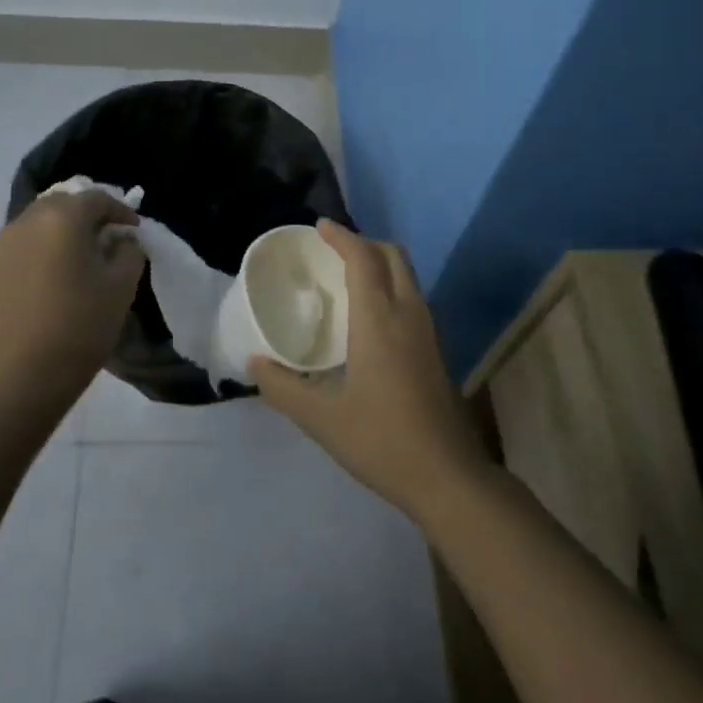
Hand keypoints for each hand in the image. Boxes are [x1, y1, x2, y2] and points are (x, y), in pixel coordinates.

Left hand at [0, 190, 144, 421]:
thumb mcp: (122, 285)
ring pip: (42, 220)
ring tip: (85, 253)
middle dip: (90, 214)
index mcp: (63, 217)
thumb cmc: (81, 324)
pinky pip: (27, 241)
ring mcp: (7, 244)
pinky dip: (47, 245)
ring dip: (65, 228)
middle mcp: (29, 220)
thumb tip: (121, 239)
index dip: (121, 210)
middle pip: (65, 202)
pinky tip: (60, 271)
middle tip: (110, 236)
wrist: (25, 375)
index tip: (135, 231)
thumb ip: (129, 250)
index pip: (97, 198)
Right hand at [251, 221, 491, 521]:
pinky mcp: (436, 348)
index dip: (342, 236)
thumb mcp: (322, 419)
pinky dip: (390, 285)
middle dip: (364, 243)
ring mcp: (427, 330)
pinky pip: (411, 296)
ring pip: (407, 275)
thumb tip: (254, 362)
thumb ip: (284, 387)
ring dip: (379, 263)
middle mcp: (408, 314)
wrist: (448, 476)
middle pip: (392, 256)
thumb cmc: (382, 441)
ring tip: (347, 276)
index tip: (320, 226)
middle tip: (332, 250)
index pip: (363, 259)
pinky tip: (370, 314)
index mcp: (379, 321)